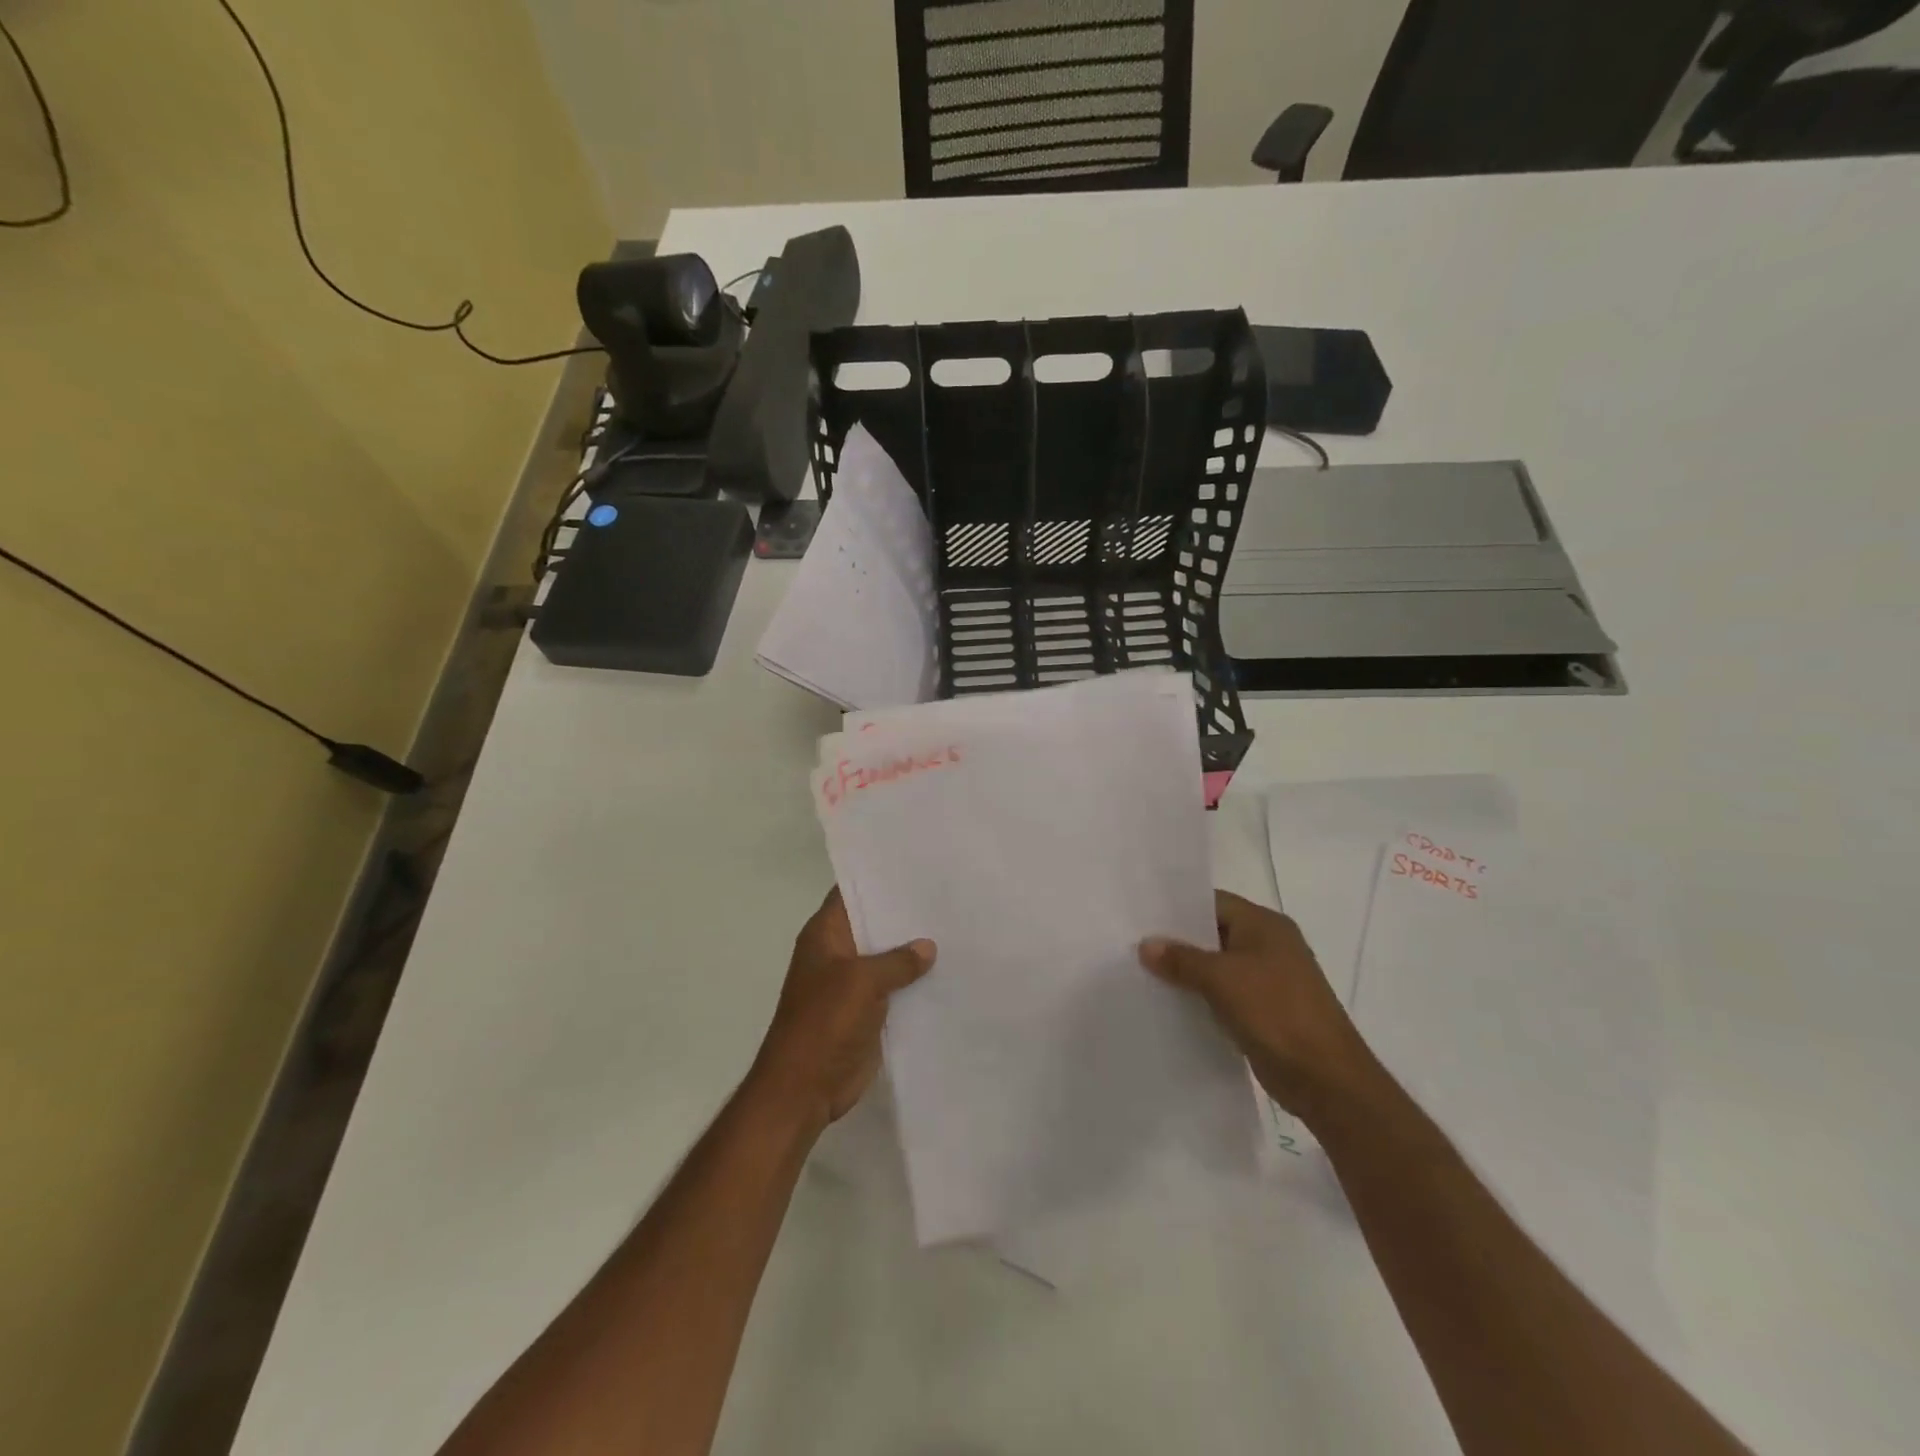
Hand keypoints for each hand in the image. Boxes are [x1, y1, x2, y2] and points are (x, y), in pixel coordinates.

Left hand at [751, 889, 934, 1130]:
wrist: (804, 1088)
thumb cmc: (824, 1023)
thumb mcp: (862, 982)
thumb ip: (897, 961)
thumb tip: (928, 946)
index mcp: (825, 935)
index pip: (851, 892)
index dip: (878, 878)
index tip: (915, 866)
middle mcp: (838, 953)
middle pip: (873, 924)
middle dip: (904, 914)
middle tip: (946, 895)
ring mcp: (852, 983)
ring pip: (887, 957)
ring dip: (913, 951)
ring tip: (956, 928)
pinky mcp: (866, 1011)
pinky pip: (894, 989)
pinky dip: (914, 983)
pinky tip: (948, 972)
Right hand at [1140, 891, 1377, 1124]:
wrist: (1326, 1079)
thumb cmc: (1276, 1013)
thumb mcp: (1222, 979)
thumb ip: (1181, 959)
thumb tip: (1145, 945)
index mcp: (1265, 925)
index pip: (1213, 902)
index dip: (1177, 907)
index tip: (1140, 914)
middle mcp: (1268, 945)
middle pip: (1213, 933)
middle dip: (1177, 940)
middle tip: (1134, 943)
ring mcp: (1268, 979)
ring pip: (1217, 965)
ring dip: (1186, 971)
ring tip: (1143, 972)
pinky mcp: (1265, 1010)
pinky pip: (1224, 993)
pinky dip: (1200, 996)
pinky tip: (1169, 1002)